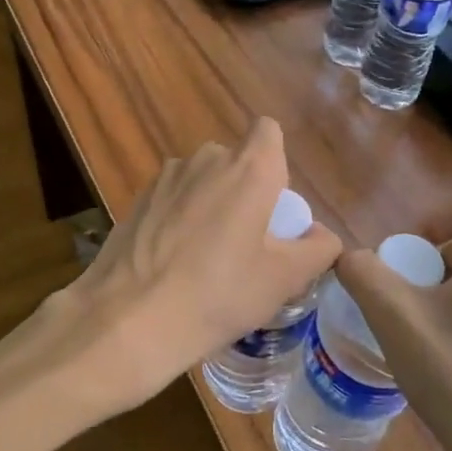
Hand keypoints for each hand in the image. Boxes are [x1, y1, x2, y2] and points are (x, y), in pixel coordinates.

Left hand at [44, 117, 340, 421]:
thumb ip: (317, 249)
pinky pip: (173, 198)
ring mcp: (166, 177)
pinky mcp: (138, 199)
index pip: (268, 132)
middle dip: (244, 191)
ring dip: (210, 204)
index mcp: (248, 168)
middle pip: (235, 161)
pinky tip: (173, 262)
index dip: (275, 161)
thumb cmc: (219, 294)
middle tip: (247, 243)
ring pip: (201, 180)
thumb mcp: (283, 280)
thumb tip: (321, 235)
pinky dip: (179, 218)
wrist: (129, 318)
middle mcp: (206, 159)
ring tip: (206, 258)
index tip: (273, 205)